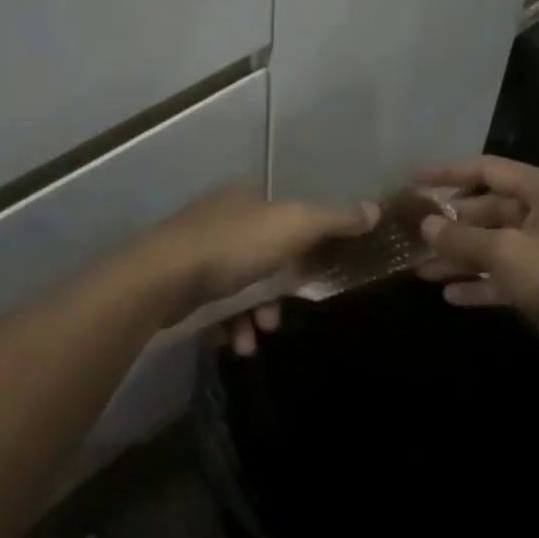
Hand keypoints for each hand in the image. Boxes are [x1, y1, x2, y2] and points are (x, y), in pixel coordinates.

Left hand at [130, 187, 377, 324]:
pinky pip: (213, 302)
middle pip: (264, 257)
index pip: (286, 219)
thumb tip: (375, 210)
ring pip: (238, 285)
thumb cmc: (235, 246)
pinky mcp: (177, 278)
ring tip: (251, 339)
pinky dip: (227, 323)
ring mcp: (195, 247)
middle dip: (275, 293)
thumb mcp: (295, 226)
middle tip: (278, 319)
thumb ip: (335, 220)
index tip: (311, 282)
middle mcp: (220, 215)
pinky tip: (230, 341)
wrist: (163, 277)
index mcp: (246, 196)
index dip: (304, 251)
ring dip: (252, 315)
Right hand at [411, 156, 538, 379]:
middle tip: (412, 234)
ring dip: (459, 257)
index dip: (448, 172)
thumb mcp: (506, 253)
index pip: (487, 170)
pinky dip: (481, 282)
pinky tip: (450, 295)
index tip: (414, 179)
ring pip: (494, 246)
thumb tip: (426, 224)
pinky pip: (506, 275)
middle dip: (450, 225)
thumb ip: (462, 237)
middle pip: (488, 210)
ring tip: (421, 270)